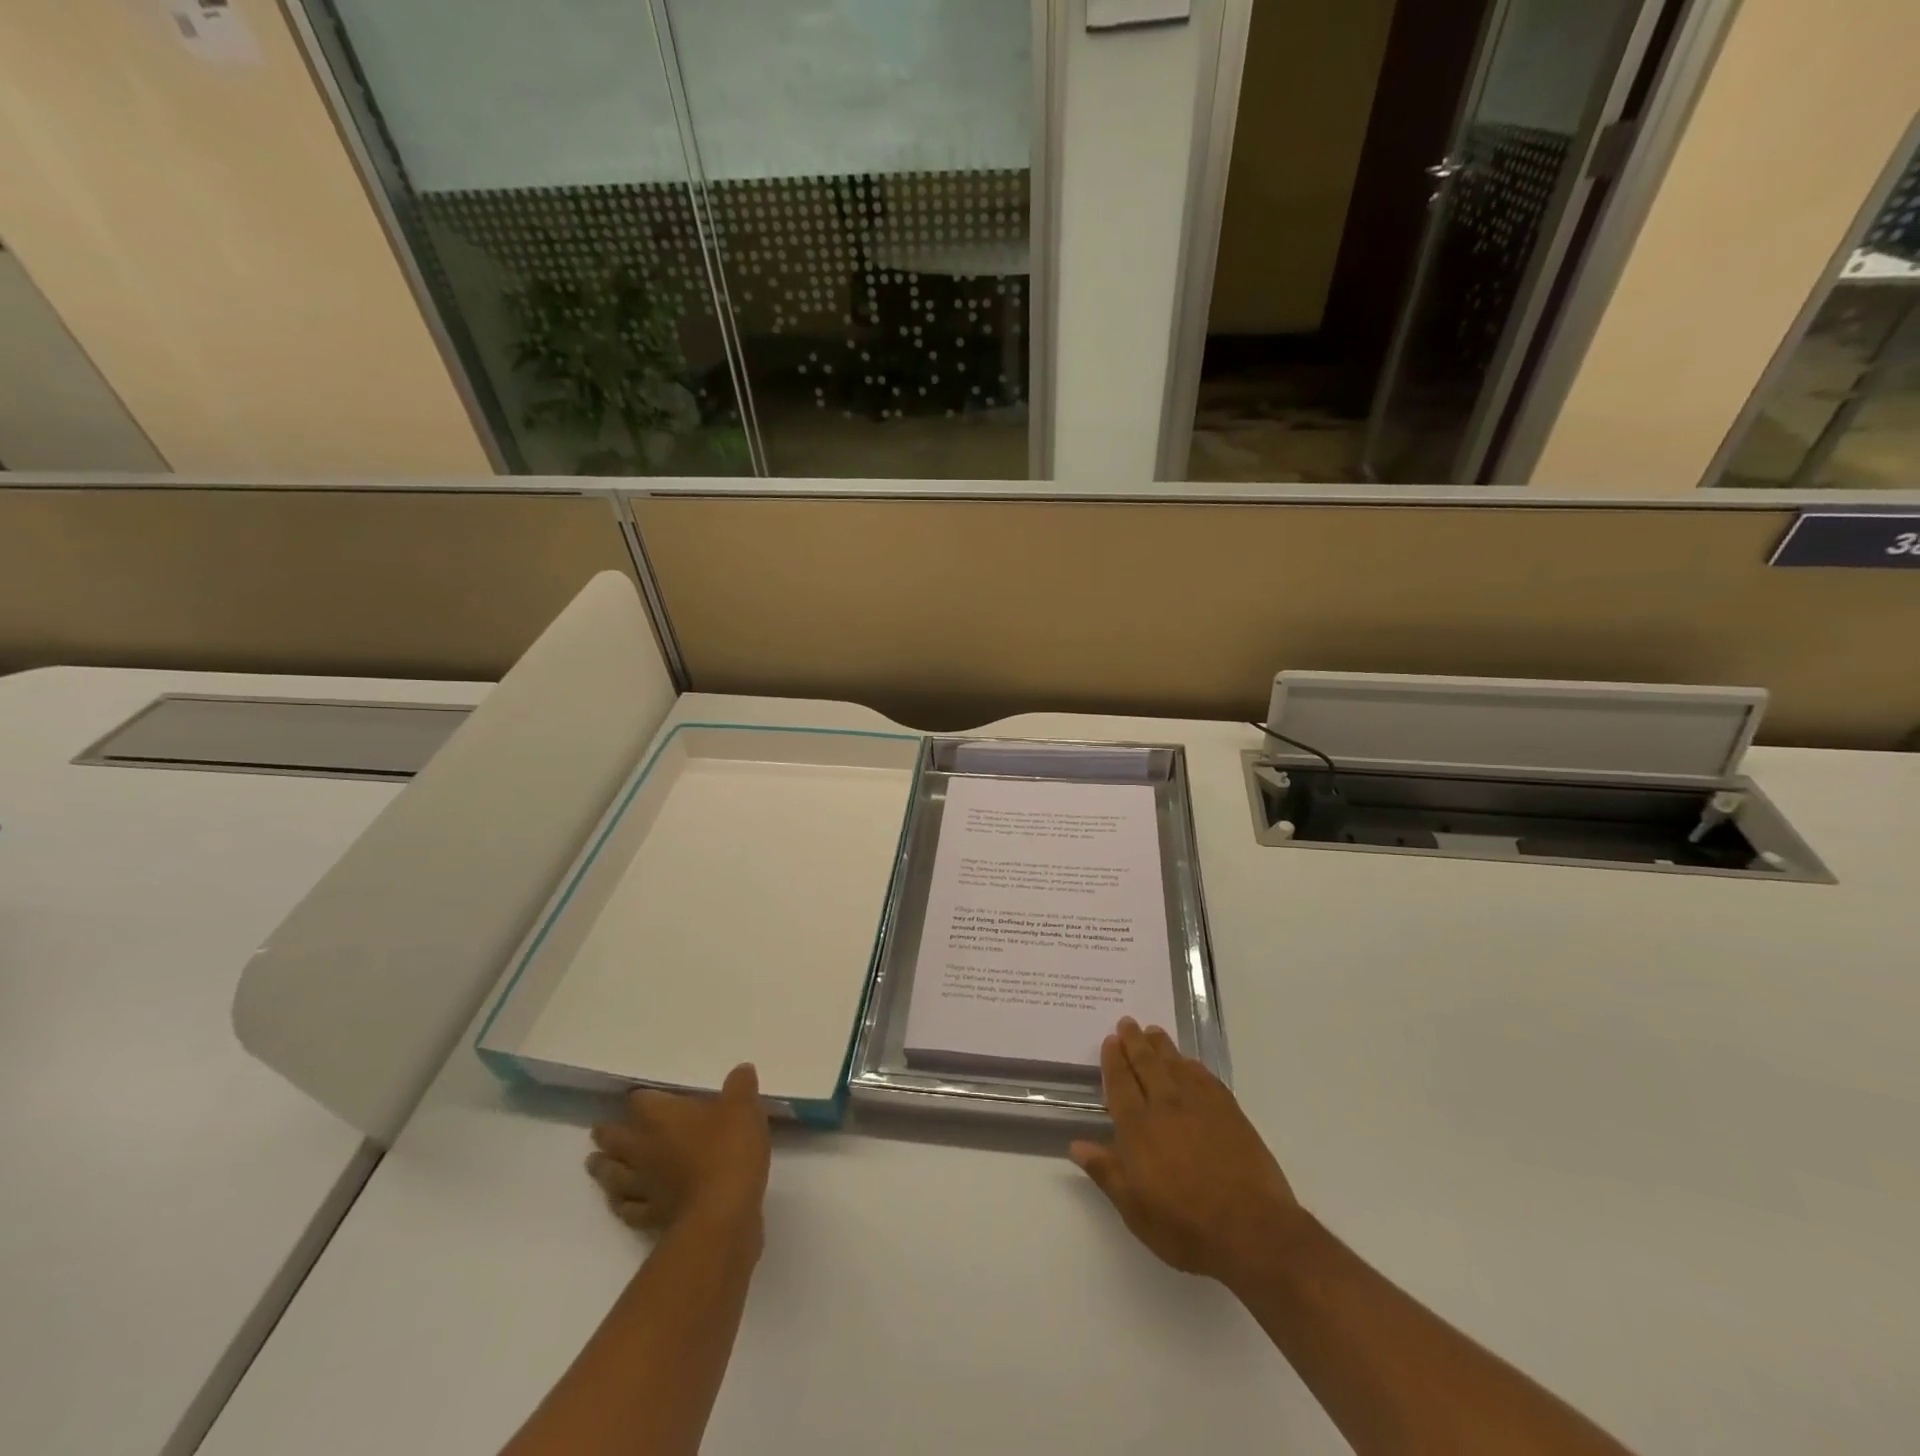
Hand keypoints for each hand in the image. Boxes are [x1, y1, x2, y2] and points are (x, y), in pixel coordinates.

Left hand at [587, 1063, 770, 1241]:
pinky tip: (622, 1205)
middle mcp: (646, 1149)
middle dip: (608, 1135)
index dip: (639, 1098)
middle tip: (598, 1131)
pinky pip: (631, 1210)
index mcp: (663, 1117)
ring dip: (605, 1170)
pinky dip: (624, 1206)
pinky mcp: (653, 1218)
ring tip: (595, 1165)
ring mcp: (646, 1186)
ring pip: (616, 1176)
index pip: (641, 1101)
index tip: (636, 1097)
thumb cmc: (729, 1150)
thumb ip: (740, 1085)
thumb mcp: (744, 1107)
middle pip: (617, 1140)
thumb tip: (741, 1069)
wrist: (722, 1214)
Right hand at [1071, 1018, 1307, 1288]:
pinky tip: (1188, 1062)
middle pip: (1147, 1064)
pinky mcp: (1229, 1111)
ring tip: (1153, 1032)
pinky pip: (1204, 1077)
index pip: (1120, 1083)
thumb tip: (1076, 1145)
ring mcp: (1200, 1105)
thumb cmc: (1185, 1226)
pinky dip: (1192, 1065)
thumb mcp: (1135, 1209)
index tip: (1110, 1040)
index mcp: (1138, 1127)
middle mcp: (1166, 1105)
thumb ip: (1106, 1171)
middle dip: (1134, 1041)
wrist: (1252, 1230)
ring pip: (1175, 1064)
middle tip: (1127, 1022)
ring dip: (1161, 1046)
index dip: (1114, 1060)